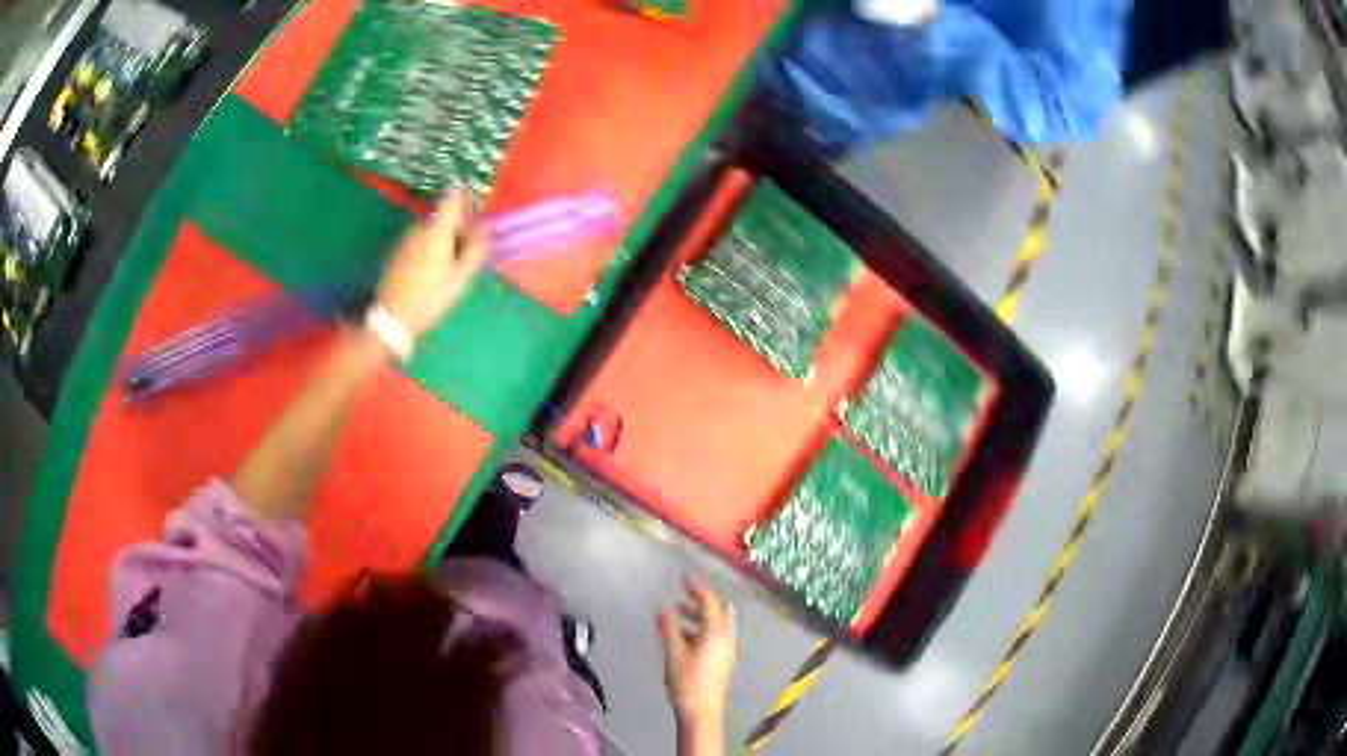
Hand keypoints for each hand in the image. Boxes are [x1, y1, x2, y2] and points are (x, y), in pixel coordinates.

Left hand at [376, 191, 488, 338]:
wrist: (392, 317)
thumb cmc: (430, 297)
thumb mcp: (460, 278)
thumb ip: (475, 249)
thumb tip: (485, 227)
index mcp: (437, 230)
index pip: (452, 198)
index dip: (465, 196)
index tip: (475, 205)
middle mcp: (419, 227)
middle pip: (442, 215)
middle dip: (456, 224)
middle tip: (467, 246)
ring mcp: (405, 238)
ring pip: (430, 228)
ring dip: (442, 236)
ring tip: (450, 262)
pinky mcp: (396, 251)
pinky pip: (419, 239)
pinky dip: (429, 246)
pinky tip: (432, 269)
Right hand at [658, 579, 736, 727]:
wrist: (702, 712)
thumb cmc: (688, 682)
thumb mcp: (674, 653)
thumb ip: (668, 629)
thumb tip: (662, 608)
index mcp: (717, 634)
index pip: (711, 603)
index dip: (698, 588)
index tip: (683, 578)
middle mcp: (726, 640)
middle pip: (718, 613)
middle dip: (700, 602)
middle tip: (682, 595)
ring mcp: (725, 652)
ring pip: (715, 626)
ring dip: (698, 617)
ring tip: (677, 614)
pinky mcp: (721, 663)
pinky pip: (713, 638)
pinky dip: (700, 630)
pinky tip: (682, 637)